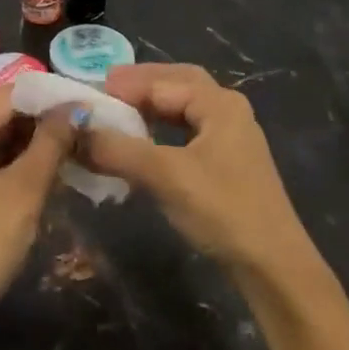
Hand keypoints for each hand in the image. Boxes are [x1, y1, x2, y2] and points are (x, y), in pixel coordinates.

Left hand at [0, 87, 76, 339]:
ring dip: (32, 147)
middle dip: (43, 125)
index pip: (12, 95)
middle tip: (88, 136)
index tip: (91, 110)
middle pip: (2, 114)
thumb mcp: (22, 192)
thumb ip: (50, 143)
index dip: (52, 101)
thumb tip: (76, 107)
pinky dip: (14, 165)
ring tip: (76, 154)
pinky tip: (47, 176)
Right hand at [82, 64, 308, 274]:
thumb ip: (118, 149)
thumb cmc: (222, 210)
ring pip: (184, 107)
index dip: (124, 85)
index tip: (89, 89)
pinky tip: (145, 140)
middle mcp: (228, 110)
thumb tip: (74, 130)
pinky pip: (189, 129)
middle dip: (142, 83)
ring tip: (119, 110)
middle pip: (178, 82)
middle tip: (106, 87)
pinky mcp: (229, 163)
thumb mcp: (165, 176)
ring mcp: (232, 137)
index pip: (162, 82)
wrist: (273, 268)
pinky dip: (163, 127)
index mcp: (219, 103)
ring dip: (152, 104)